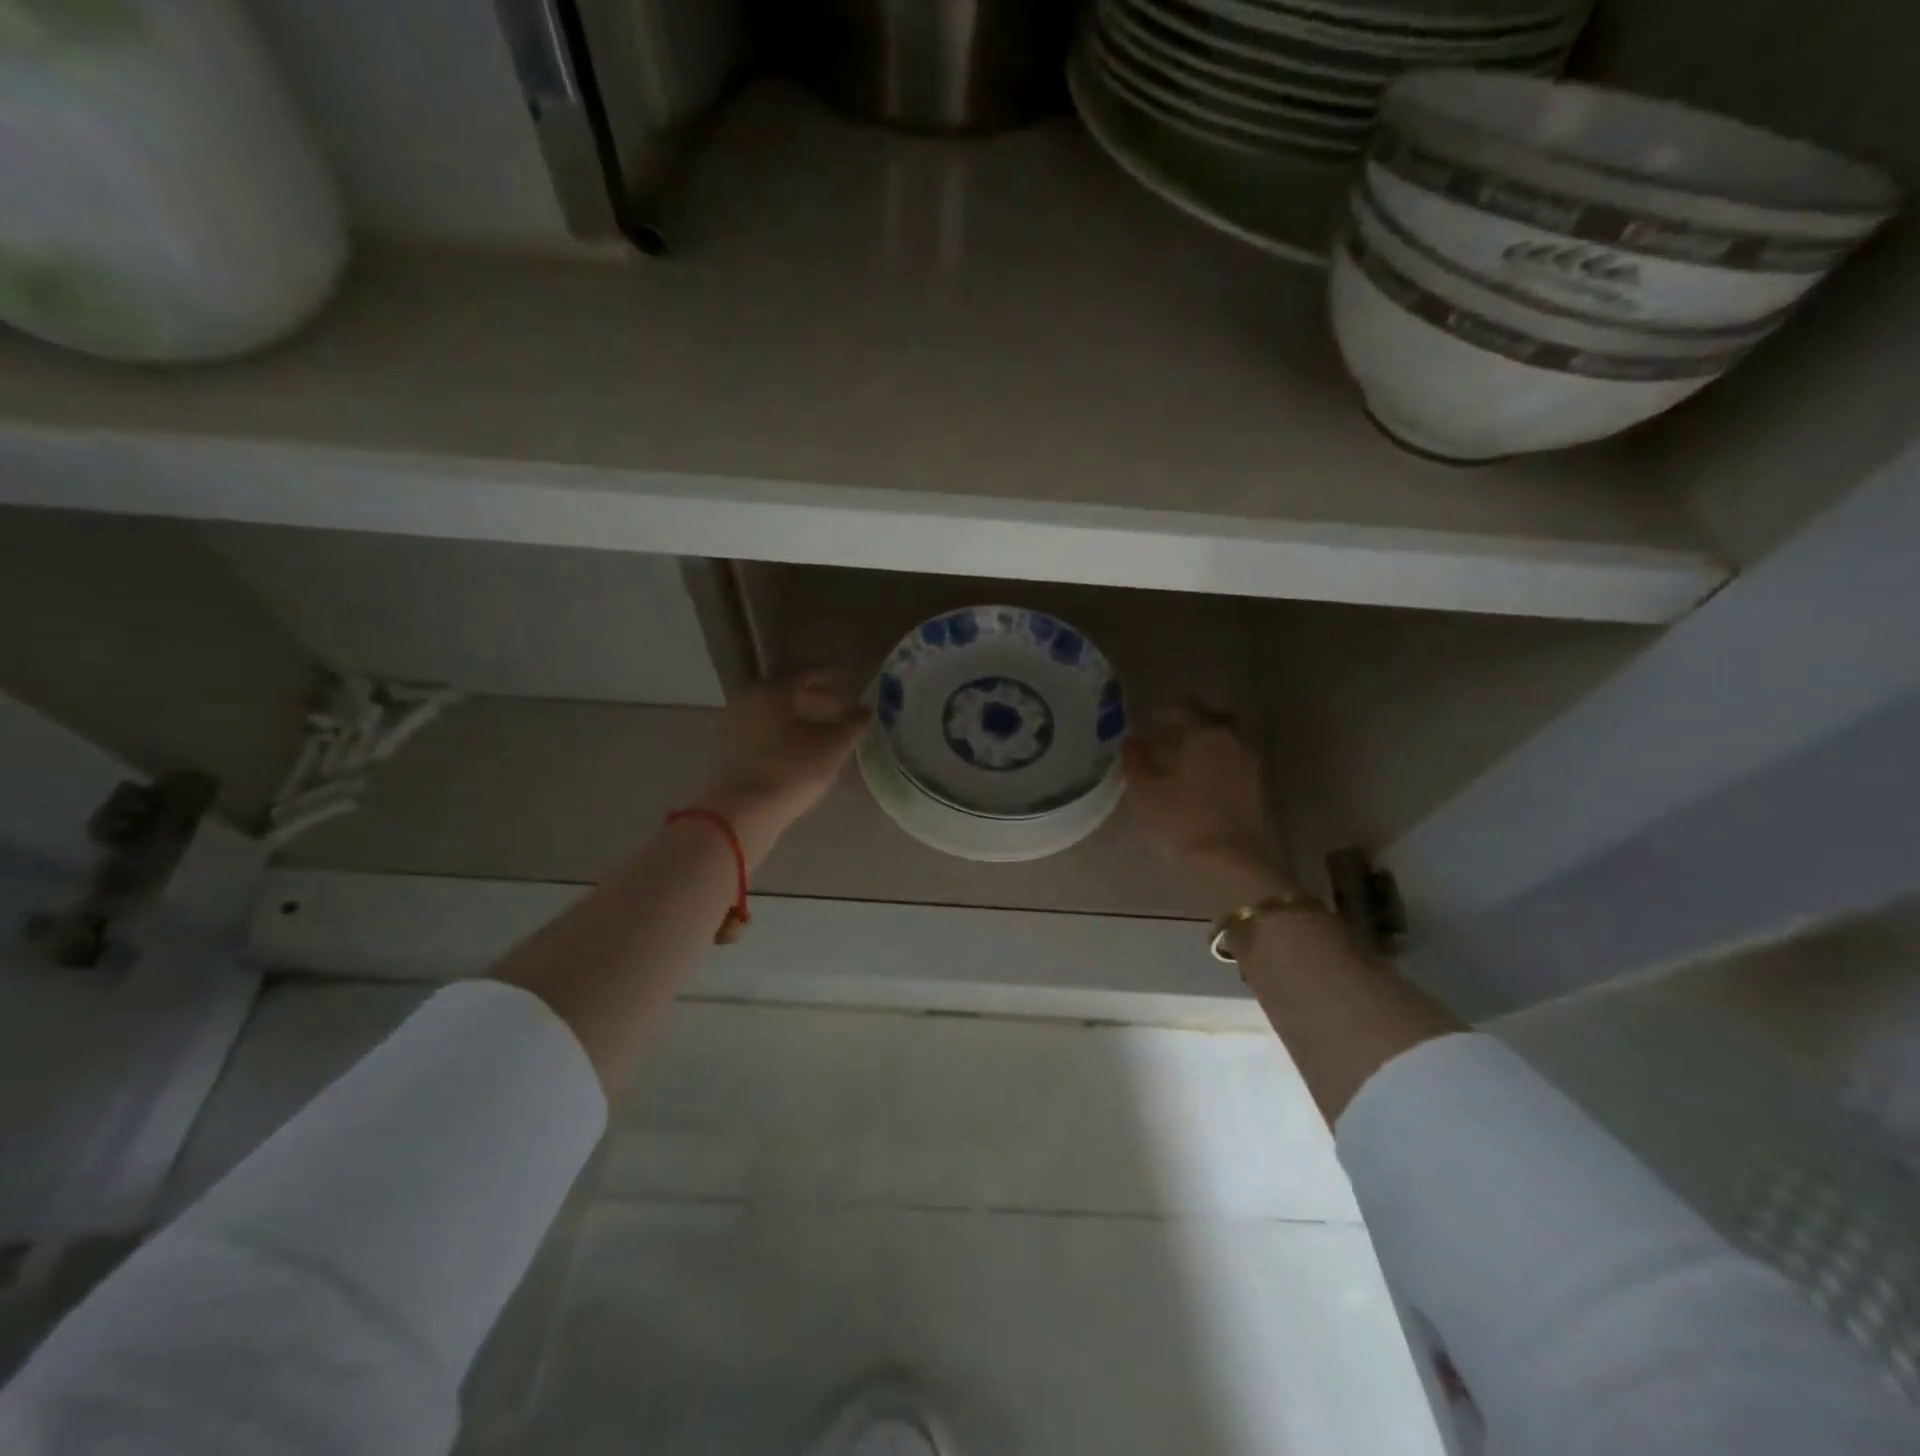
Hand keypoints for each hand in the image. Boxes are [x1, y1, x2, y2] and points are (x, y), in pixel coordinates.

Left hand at [695, 672, 868, 863]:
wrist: (744, 811)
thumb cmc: (792, 769)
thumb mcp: (833, 746)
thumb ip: (853, 723)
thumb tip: (866, 711)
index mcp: (773, 689)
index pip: (807, 672)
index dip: (832, 677)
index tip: (851, 685)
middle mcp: (750, 698)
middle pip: (788, 690)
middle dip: (817, 697)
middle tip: (841, 708)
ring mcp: (736, 723)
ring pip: (775, 710)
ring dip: (801, 715)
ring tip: (825, 731)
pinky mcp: (733, 748)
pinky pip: (765, 728)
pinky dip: (785, 731)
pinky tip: (803, 747)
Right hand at [1123, 701, 1293, 904]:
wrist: (1235, 864)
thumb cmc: (1183, 821)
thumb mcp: (1145, 793)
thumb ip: (1136, 762)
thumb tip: (1131, 741)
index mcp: (1204, 733)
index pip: (1182, 707)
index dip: (1161, 712)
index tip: (1145, 724)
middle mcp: (1231, 740)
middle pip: (1210, 720)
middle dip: (1188, 726)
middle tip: (1164, 742)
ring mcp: (1249, 765)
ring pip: (1223, 743)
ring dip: (1203, 748)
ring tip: (1178, 768)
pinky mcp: (1256, 790)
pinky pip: (1231, 765)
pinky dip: (1215, 767)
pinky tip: (1197, 786)